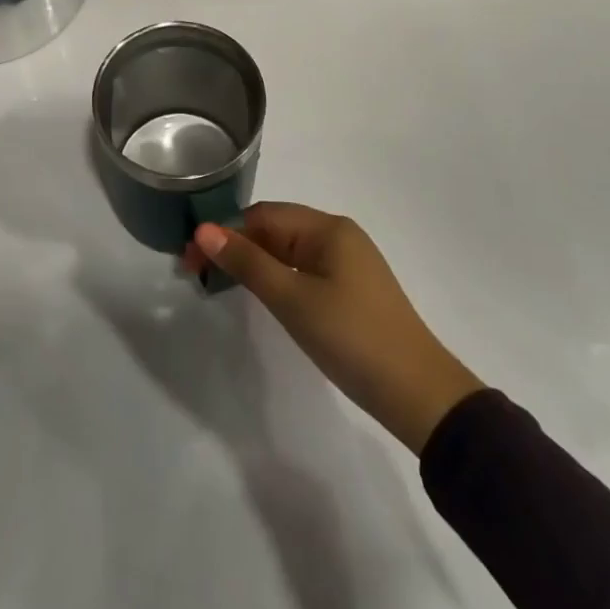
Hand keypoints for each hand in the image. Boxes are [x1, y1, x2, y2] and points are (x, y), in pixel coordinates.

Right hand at [184, 203, 482, 453]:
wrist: (418, 393)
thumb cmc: (352, 338)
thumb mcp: (292, 299)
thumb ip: (247, 262)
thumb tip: (203, 230)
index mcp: (328, 228)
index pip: (263, 215)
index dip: (224, 232)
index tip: (191, 259)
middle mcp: (339, 235)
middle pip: (276, 229)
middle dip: (237, 245)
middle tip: (199, 274)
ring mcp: (348, 263)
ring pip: (289, 251)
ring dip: (255, 262)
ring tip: (223, 284)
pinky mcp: (352, 290)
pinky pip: (304, 270)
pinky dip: (278, 277)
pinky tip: (265, 297)